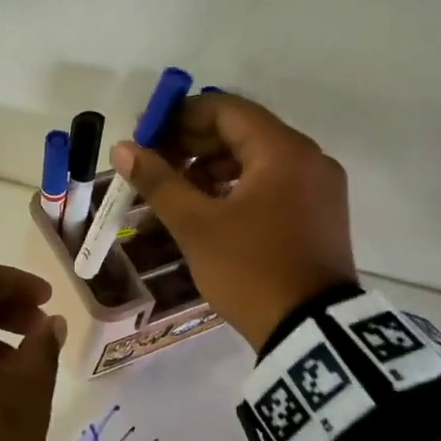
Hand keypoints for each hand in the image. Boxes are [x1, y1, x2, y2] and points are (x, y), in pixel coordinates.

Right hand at [110, 94, 355, 349]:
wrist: (310, 330)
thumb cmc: (250, 269)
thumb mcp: (196, 225)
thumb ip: (158, 181)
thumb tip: (123, 148)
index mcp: (283, 150)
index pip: (225, 109)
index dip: (179, 116)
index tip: (145, 134)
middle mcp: (308, 158)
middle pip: (241, 132)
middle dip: (191, 143)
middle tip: (152, 163)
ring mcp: (318, 187)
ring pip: (255, 159)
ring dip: (210, 167)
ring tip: (172, 189)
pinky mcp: (318, 213)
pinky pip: (270, 183)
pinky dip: (235, 187)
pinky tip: (205, 207)